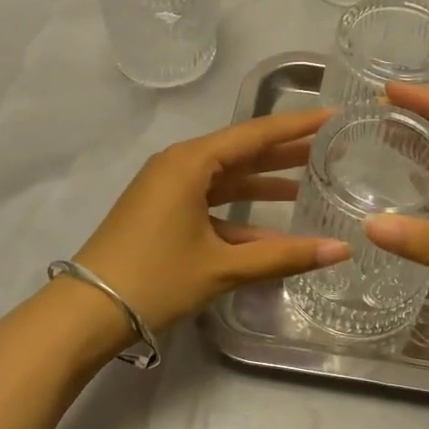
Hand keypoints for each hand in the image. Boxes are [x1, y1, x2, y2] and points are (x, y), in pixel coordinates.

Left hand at [72, 108, 350, 331]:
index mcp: (191, 162)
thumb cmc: (155, 278)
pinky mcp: (163, 211)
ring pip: (227, 177)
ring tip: (310, 182)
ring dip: (265, 182)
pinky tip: (272, 228)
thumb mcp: (222, 267)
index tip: (332, 115)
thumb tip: (342, 250)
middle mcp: (179, 165)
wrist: (86, 312)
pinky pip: (211, 201)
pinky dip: (240, 212)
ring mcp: (168, 188)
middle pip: (242, 152)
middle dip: (285, 153)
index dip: (297, 126)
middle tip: (330, 148)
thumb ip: (283, 256)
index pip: (255, 134)